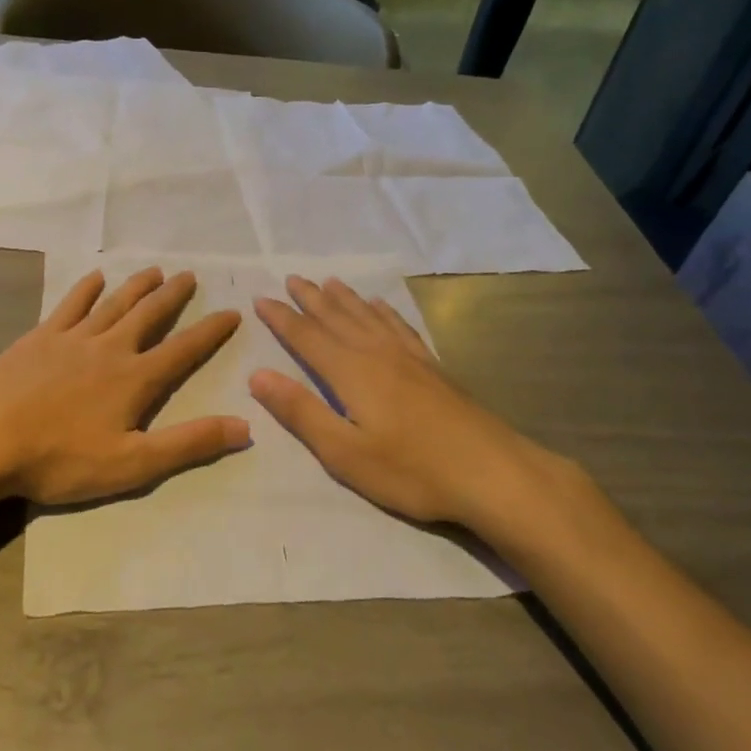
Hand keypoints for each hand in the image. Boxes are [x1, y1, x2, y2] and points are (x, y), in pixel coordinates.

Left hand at [0, 269, 247, 507]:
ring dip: (137, 286)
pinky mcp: (40, 337)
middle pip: (149, 314)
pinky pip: (71, 304)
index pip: (184, 349)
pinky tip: (95, 278)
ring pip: (114, 303)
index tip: (232, 312)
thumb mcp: (132, 464)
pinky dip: (86, 289)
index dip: (210, 332)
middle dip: (173, 296)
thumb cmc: (59, 457)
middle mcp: (110, 348)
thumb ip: (189, 444)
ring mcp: (72, 338)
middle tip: (190, 276)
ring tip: (156, 270)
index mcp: (135, 378)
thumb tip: (245, 425)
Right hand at [249, 277, 588, 537]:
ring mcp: (409, 358)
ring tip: (328, 282)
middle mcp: (377, 353)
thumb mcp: (344, 452)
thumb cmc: (412, 470)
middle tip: (291, 278)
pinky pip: (399, 326)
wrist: (493, 473)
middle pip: (337, 317)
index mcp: (351, 372)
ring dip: (344, 298)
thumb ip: (301, 412)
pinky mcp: (432, 367)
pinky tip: (381, 306)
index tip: (261, 299)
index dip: (282, 318)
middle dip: (310, 298)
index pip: (307, 337)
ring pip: (368, 316)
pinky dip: (384, 311)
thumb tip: (258, 375)